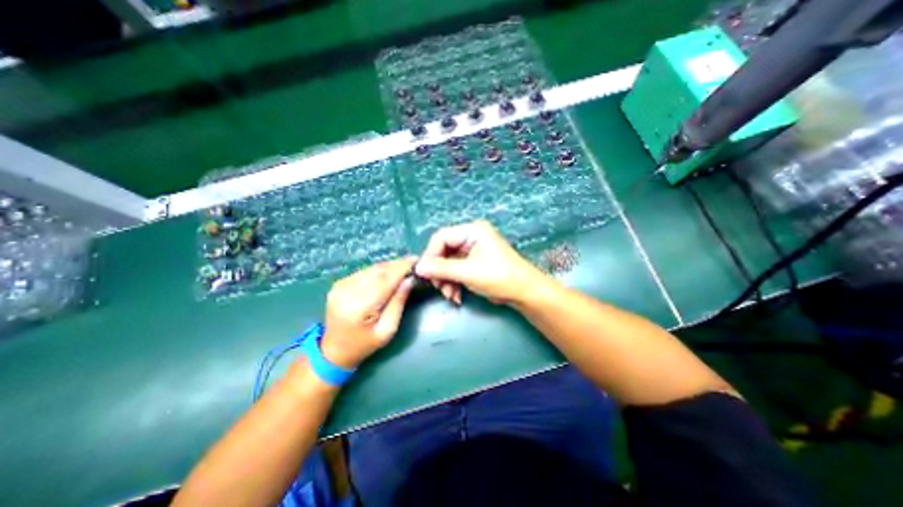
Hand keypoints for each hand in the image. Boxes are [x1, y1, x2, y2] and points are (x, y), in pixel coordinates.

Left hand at [321, 259, 416, 369]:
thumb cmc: (364, 344)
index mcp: (359, 307)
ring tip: (404, 266)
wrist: (334, 350)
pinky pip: (364, 271)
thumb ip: (398, 303)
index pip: (385, 280)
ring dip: (389, 266)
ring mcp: (340, 286)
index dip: (402, 268)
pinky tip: (388, 273)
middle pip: (378, 271)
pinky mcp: (339, 283)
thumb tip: (410, 279)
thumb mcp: (387, 330)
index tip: (417, 260)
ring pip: (371, 269)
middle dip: (397, 265)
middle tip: (413, 262)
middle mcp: (347, 291)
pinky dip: (378, 270)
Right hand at [411, 219, 546, 303]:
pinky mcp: (474, 262)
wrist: (524, 292)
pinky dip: (453, 283)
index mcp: (472, 230)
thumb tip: (417, 268)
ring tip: (450, 295)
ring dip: (446, 280)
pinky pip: (456, 270)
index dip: (430, 255)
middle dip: (439, 272)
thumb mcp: (468, 272)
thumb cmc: (499, 277)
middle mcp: (471, 237)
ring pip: (448, 263)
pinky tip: (456, 296)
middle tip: (438, 287)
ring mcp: (472, 250)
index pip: (441, 237)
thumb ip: (441, 269)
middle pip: (443, 251)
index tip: (424, 274)